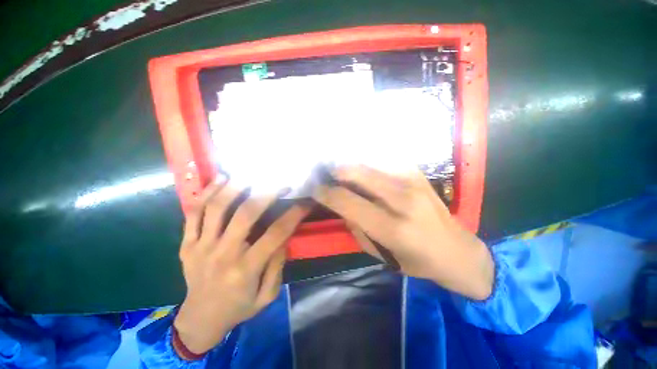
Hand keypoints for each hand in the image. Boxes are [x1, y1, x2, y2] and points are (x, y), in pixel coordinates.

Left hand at [174, 178, 309, 354]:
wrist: (199, 320)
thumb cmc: (239, 307)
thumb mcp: (267, 295)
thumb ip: (277, 265)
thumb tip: (284, 236)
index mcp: (245, 270)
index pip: (275, 234)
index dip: (294, 214)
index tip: (305, 201)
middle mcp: (223, 254)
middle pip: (245, 214)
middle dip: (267, 193)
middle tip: (281, 181)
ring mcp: (200, 246)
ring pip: (216, 207)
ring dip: (236, 186)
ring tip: (250, 173)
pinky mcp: (187, 243)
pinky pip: (193, 213)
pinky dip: (207, 193)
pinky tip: (221, 179)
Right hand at [312, 165, 493, 299]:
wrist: (456, 250)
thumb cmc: (416, 260)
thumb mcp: (380, 254)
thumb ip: (356, 227)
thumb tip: (341, 204)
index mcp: (393, 227)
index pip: (349, 202)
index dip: (326, 193)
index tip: (315, 189)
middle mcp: (403, 199)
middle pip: (358, 174)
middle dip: (336, 172)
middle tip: (326, 175)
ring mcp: (413, 181)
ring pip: (370, 162)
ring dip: (351, 164)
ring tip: (340, 169)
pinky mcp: (418, 173)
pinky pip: (386, 158)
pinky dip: (369, 160)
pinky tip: (362, 165)